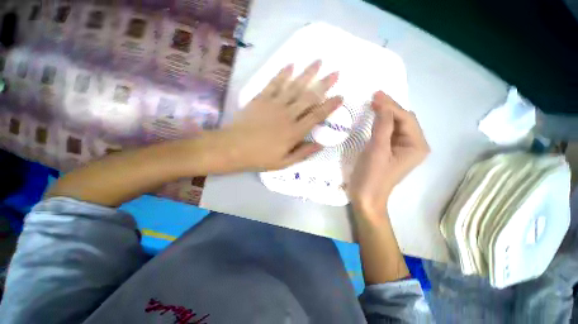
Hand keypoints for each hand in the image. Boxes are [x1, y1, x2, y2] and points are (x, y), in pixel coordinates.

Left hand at [214, 60, 342, 171]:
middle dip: (324, 84)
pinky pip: (274, 83)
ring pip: (294, 86)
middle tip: (335, 72)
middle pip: (309, 97)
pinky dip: (282, 73)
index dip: (330, 106)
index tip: (340, 96)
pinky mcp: (261, 99)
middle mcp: (287, 115)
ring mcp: (274, 105)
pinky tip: (291, 64)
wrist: (233, 148)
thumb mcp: (284, 162)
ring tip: (318, 61)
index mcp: (294, 132)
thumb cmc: (260, 158)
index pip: (317, 116)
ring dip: (307, 73)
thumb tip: (321, 145)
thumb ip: (303, 153)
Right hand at [349, 91, 428, 216]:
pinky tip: (373, 118)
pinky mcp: (391, 150)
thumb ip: (382, 126)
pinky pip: (388, 132)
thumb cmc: (372, 176)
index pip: (406, 118)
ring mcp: (402, 148)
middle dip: (389, 108)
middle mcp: (414, 144)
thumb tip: (383, 105)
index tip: (375, 95)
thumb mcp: (377, 150)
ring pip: (396, 124)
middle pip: (403, 120)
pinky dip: (381, 123)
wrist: (366, 197)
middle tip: (373, 97)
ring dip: (385, 114)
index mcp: (416, 145)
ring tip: (373, 104)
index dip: (391, 106)